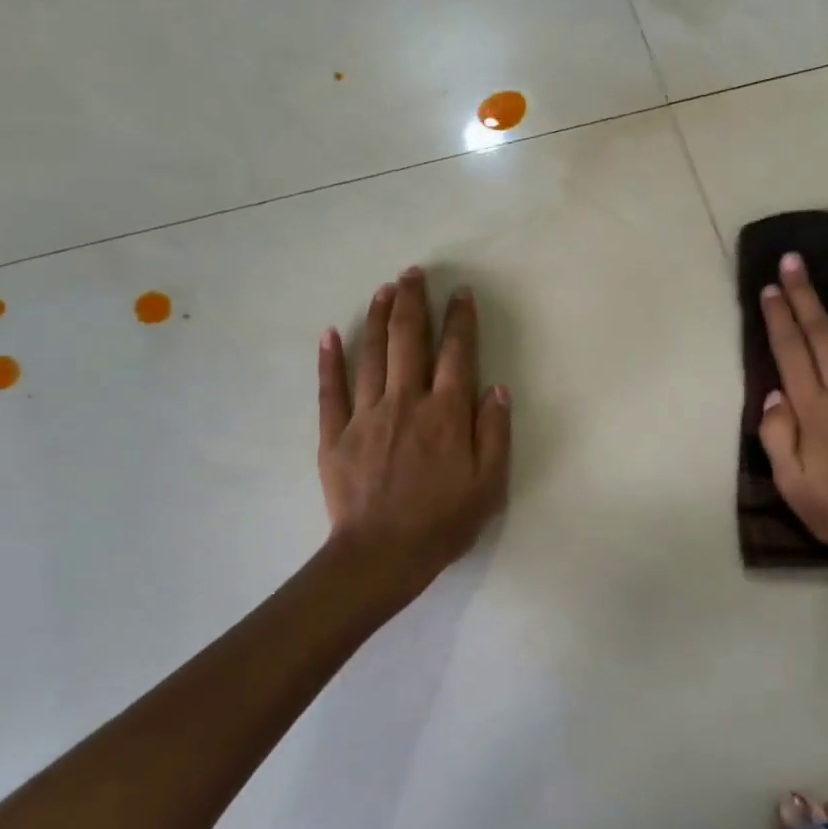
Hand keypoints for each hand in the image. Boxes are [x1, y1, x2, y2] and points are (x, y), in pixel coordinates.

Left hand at [319, 268, 510, 596]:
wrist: (382, 555)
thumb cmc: (444, 522)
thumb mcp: (489, 484)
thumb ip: (496, 433)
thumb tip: (498, 389)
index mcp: (447, 414)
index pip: (457, 354)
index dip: (461, 320)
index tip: (461, 294)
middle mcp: (406, 402)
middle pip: (409, 340)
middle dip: (413, 302)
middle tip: (413, 273)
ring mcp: (366, 415)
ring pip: (372, 354)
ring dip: (378, 318)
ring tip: (384, 289)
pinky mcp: (334, 434)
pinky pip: (330, 389)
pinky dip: (330, 360)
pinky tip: (330, 334)